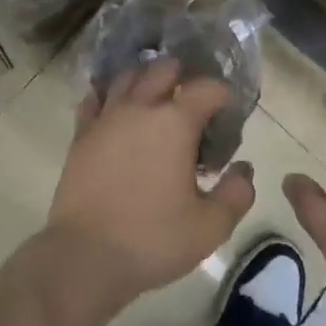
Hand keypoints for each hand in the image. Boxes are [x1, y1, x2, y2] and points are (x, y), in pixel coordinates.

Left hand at [45, 59, 256, 322]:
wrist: (84, 257)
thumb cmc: (152, 239)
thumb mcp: (210, 226)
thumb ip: (236, 193)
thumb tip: (243, 168)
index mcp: (176, 122)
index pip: (207, 88)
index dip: (223, 95)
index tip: (228, 114)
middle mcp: (141, 107)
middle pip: (164, 68)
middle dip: (183, 77)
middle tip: (192, 103)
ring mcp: (106, 117)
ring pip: (127, 77)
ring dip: (145, 80)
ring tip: (156, 99)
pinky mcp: (81, 134)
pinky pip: (95, 99)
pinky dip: (109, 97)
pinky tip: (116, 111)